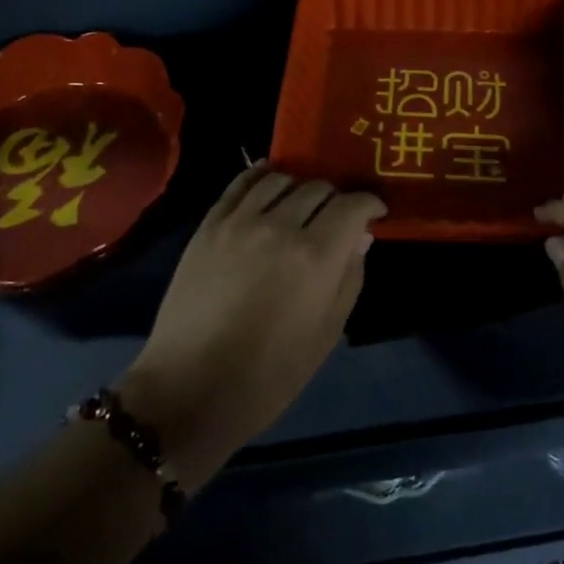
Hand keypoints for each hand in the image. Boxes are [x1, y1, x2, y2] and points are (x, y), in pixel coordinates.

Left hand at [120, 164, 383, 487]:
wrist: (189, 389)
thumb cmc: (269, 375)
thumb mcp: (326, 333)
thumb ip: (349, 277)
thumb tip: (360, 236)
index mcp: (315, 256)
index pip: (351, 205)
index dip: (369, 203)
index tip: (374, 211)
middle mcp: (280, 226)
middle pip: (318, 187)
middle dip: (336, 197)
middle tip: (337, 216)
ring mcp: (239, 222)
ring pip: (280, 179)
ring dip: (299, 186)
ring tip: (301, 204)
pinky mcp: (209, 225)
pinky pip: (239, 184)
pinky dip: (260, 175)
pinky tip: (269, 179)